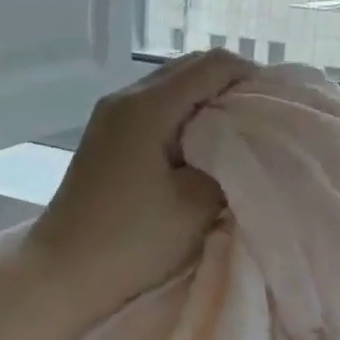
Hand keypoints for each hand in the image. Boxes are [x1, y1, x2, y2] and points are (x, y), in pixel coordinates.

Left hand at [25, 50, 256, 311]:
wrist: (61, 274)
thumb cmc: (131, 242)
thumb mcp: (195, 206)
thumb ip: (229, 164)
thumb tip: (243, 145)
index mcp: (147, 107)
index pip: (212, 65)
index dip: (252, 77)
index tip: (278, 107)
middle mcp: (125, 99)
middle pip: (189, 69)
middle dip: (231, 87)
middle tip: (262, 121)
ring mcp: (110, 117)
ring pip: (170, 88)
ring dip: (206, 103)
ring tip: (235, 136)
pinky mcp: (105, 138)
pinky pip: (154, 110)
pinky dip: (183, 118)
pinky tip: (200, 149)